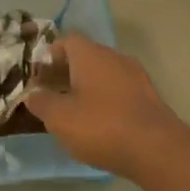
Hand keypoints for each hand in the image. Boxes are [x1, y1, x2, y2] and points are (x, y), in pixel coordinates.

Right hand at [26, 35, 189, 178]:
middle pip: (85, 57)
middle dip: (66, 74)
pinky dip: (105, 101)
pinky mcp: (149, 98)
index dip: (49, 57)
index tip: (38, 78)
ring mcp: (136, 77)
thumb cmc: (101, 126)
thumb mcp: (59, 117)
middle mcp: (115, 58)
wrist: (156, 149)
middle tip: (50, 96)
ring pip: (104, 75)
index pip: (66, 41)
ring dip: (86, 88)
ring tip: (72, 113)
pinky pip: (119, 91)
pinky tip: (99, 124)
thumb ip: (41, 102)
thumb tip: (33, 94)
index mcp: (91, 55)